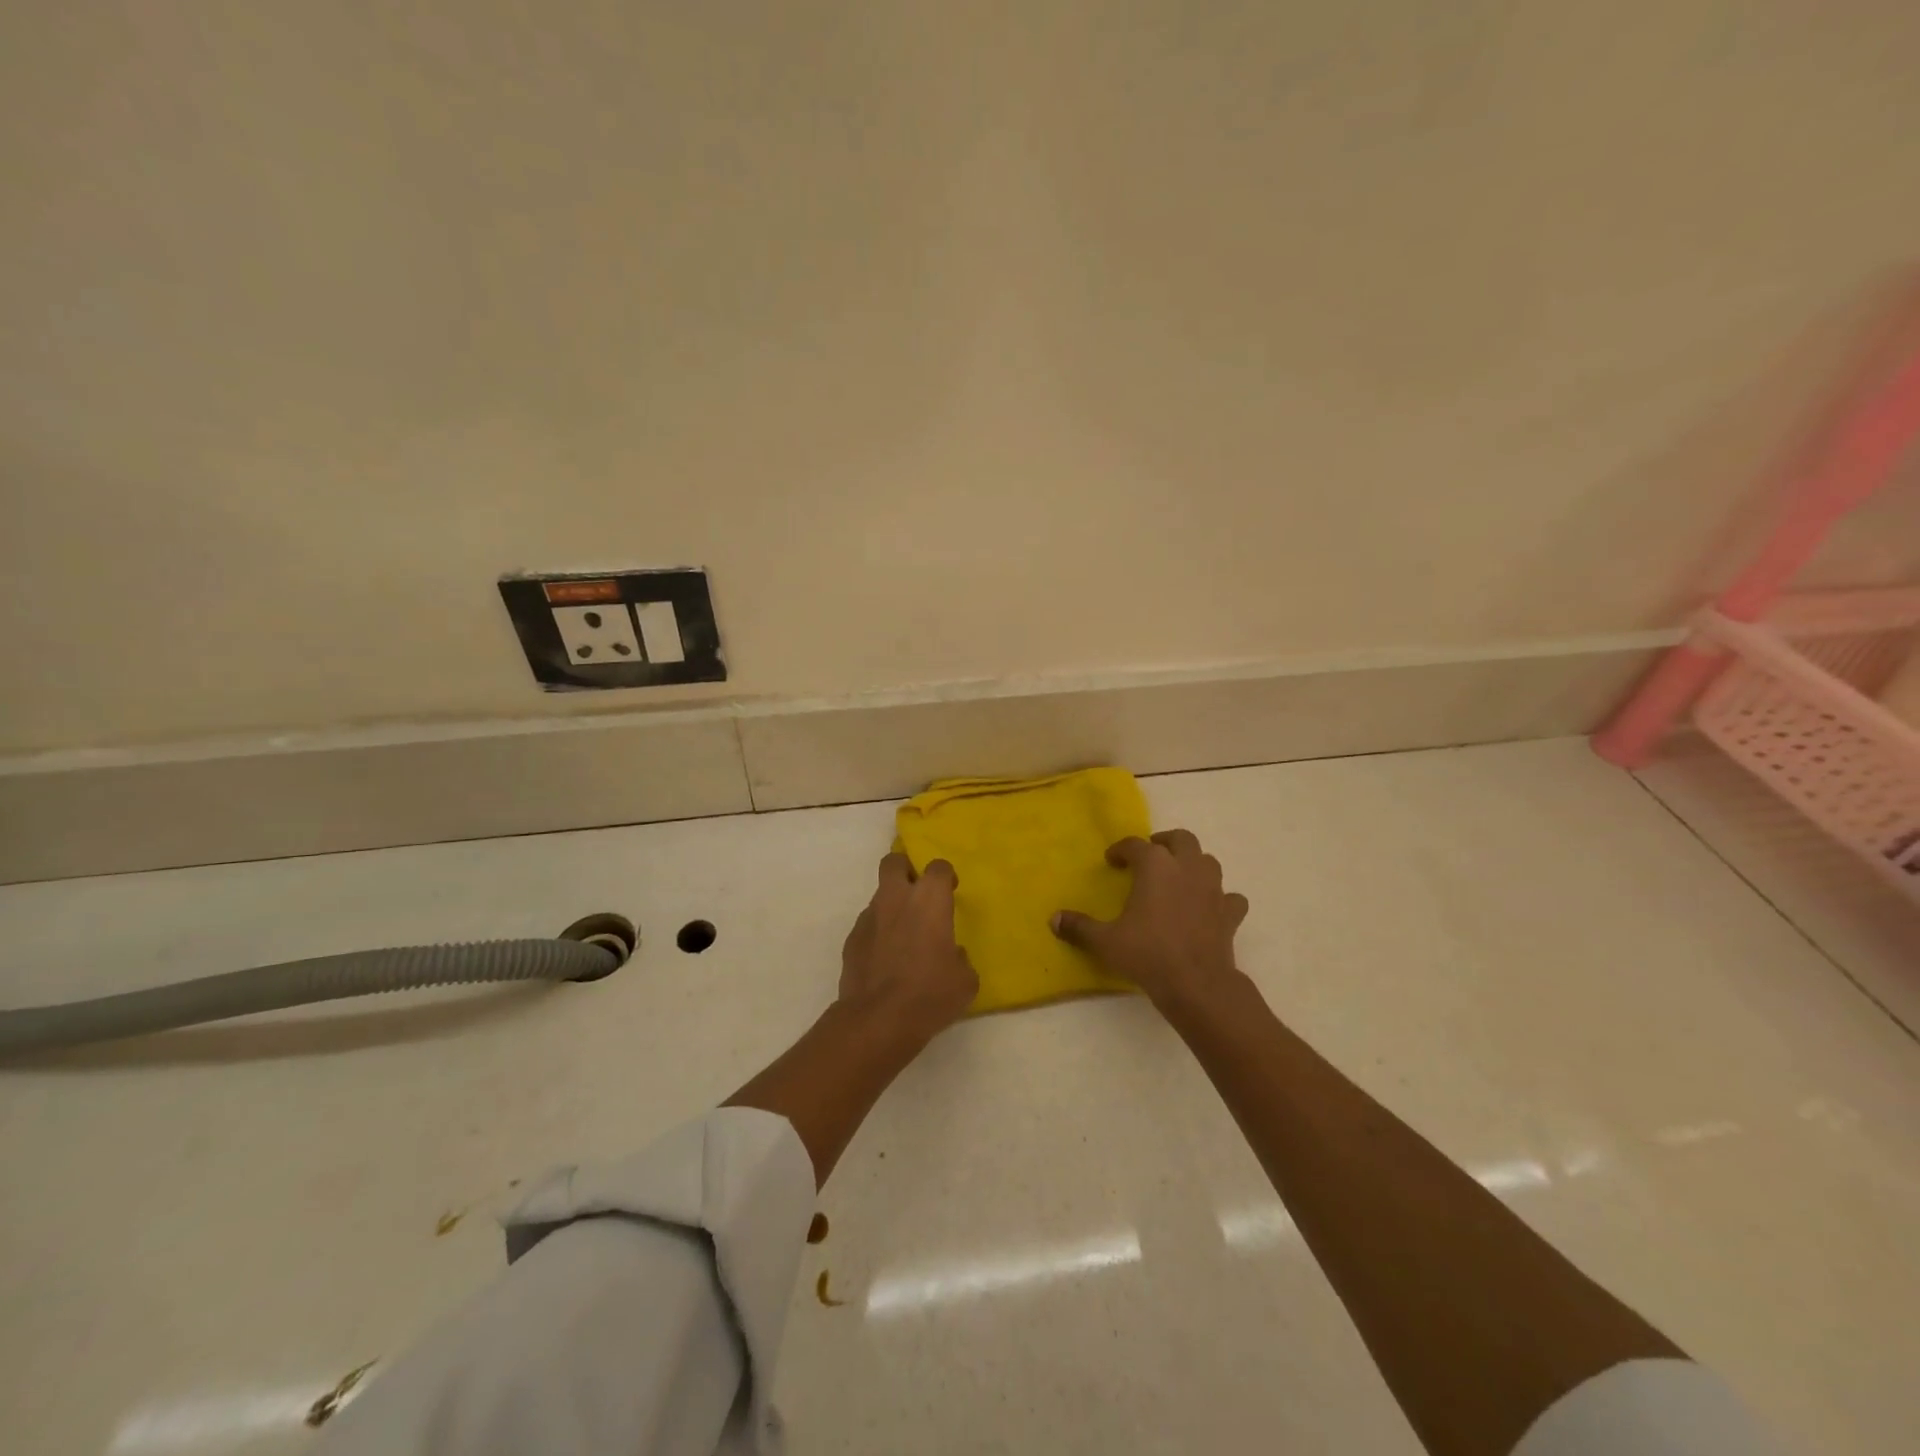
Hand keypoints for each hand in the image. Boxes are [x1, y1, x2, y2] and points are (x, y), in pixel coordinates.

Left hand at [838, 853, 977, 1043]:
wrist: (878, 1020)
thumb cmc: (930, 994)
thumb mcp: (964, 980)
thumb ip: (959, 957)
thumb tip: (951, 954)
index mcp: (929, 900)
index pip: (938, 867)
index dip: (945, 877)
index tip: (950, 892)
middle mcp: (896, 899)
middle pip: (894, 862)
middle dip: (905, 870)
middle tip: (917, 894)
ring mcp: (869, 917)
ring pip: (879, 895)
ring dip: (891, 906)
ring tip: (902, 936)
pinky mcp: (851, 939)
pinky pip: (868, 925)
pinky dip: (877, 933)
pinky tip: (885, 959)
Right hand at [1051, 829, 1248, 1011]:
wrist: (1197, 984)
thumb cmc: (1147, 953)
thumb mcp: (1105, 941)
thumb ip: (1079, 927)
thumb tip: (1054, 919)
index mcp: (1155, 866)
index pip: (1135, 845)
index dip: (1120, 849)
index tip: (1111, 860)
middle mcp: (1186, 868)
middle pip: (1180, 839)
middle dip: (1164, 843)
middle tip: (1150, 855)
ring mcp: (1213, 889)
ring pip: (1208, 861)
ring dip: (1193, 864)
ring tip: (1178, 878)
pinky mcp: (1230, 913)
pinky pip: (1230, 897)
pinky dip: (1220, 898)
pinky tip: (1209, 908)